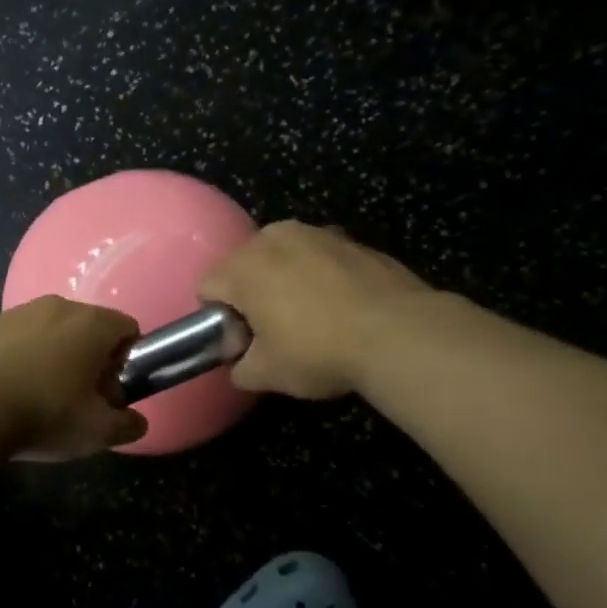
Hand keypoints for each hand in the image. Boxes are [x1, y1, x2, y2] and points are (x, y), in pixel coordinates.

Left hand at [0, 296, 147, 459]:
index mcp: (91, 323)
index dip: (126, 362)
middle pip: (88, 329)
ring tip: (38, 400)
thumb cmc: (42, 413)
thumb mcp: (95, 431)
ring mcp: (17, 312)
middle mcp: (57, 306)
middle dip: (90, 361)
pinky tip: (7, 394)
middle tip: (78, 401)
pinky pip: (17, 340)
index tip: (109, 393)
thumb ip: (126, 426)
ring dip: (54, 359)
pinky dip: (21, 360)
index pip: (128, 329)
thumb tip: (136, 422)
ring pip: (51, 332)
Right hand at [200, 222, 432, 398]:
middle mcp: (271, 238)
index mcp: (242, 267)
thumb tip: (240, 365)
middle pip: (243, 266)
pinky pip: (317, 257)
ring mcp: (314, 233)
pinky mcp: (349, 238)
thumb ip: (241, 369)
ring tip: (312, 317)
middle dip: (251, 294)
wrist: (399, 333)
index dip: (219, 319)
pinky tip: (341, 307)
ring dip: (285, 281)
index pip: (207, 288)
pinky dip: (319, 276)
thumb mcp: (268, 374)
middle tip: (275, 332)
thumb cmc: (318, 350)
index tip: (244, 342)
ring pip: (282, 257)